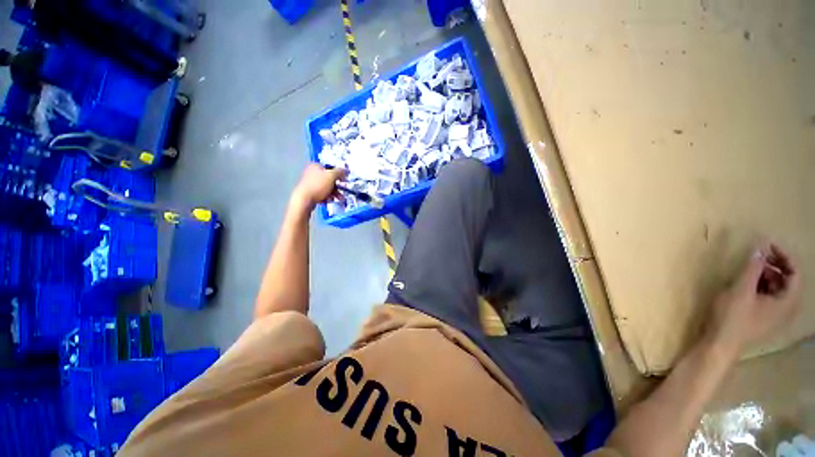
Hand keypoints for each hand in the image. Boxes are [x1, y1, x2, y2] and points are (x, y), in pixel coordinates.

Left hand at [291, 163, 344, 210]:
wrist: (304, 200)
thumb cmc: (318, 185)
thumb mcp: (331, 176)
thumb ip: (340, 171)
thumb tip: (345, 170)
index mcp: (316, 166)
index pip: (330, 168)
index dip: (339, 174)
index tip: (344, 180)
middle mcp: (311, 173)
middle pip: (329, 179)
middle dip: (337, 187)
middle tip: (342, 192)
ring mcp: (309, 183)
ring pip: (326, 187)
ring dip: (334, 193)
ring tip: (338, 198)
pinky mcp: (309, 192)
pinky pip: (321, 193)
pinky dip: (327, 197)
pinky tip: (329, 200)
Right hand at [707, 241, 801, 358]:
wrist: (720, 344)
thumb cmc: (733, 317)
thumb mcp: (741, 289)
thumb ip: (752, 268)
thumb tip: (760, 247)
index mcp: (787, 302)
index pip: (795, 273)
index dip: (784, 256)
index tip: (767, 246)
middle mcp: (787, 309)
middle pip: (789, 281)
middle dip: (775, 266)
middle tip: (758, 256)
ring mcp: (776, 317)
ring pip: (779, 290)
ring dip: (768, 276)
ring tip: (750, 270)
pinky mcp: (764, 320)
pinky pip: (771, 298)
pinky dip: (763, 287)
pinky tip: (748, 286)